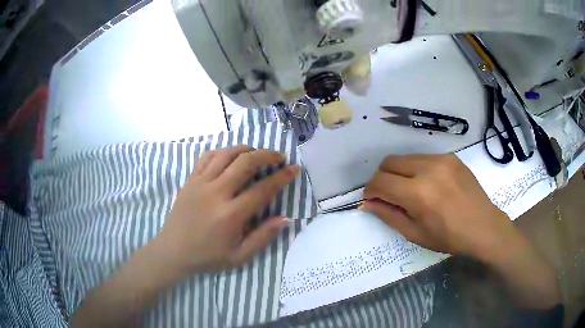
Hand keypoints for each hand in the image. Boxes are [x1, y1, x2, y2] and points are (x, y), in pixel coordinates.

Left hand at [156, 145, 299, 274]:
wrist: (173, 251)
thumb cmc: (207, 257)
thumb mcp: (239, 257)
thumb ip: (263, 237)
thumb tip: (285, 218)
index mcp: (231, 215)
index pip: (263, 189)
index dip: (282, 177)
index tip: (294, 169)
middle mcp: (216, 193)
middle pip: (246, 162)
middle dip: (267, 155)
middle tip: (279, 156)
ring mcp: (200, 183)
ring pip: (227, 154)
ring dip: (246, 149)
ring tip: (257, 154)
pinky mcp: (190, 180)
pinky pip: (207, 156)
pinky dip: (223, 152)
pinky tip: (230, 157)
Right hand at [362, 154, 519, 259]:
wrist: (483, 226)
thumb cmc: (449, 237)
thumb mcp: (415, 233)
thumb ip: (389, 215)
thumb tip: (368, 203)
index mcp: (418, 194)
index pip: (380, 182)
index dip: (370, 191)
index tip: (372, 200)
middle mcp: (427, 169)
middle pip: (389, 162)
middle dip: (382, 178)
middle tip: (389, 194)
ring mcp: (441, 159)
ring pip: (406, 158)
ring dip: (400, 173)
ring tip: (411, 190)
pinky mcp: (450, 157)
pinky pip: (424, 158)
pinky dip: (418, 169)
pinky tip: (429, 185)